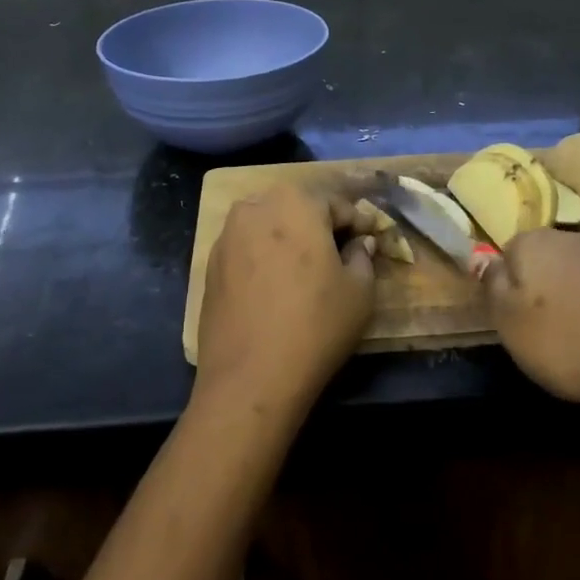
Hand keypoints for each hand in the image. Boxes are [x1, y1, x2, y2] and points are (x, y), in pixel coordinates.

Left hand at [194, 185, 377, 415]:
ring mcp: (226, 236)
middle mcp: (255, 207)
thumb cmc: (316, 325)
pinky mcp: (210, 266)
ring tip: (306, 272)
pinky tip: (275, 289)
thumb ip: (363, 256)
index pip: (337, 204)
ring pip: (268, 228)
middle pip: (297, 210)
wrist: (251, 377)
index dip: (358, 224)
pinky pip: (247, 251)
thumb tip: (359, 244)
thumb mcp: (360, 291)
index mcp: (296, 203)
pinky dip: (264, 260)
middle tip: (339, 255)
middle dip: (320, 227)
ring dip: (289, 241)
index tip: (370, 242)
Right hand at [484, 229, 579, 416]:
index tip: (516, 317)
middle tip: (551, 331)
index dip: (511, 284)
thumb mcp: (509, 323)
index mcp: (536, 242)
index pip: (511, 251)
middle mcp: (579, 238)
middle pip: (554, 258)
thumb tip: (489, 262)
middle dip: (550, 287)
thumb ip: (493, 288)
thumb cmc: (567, 340)